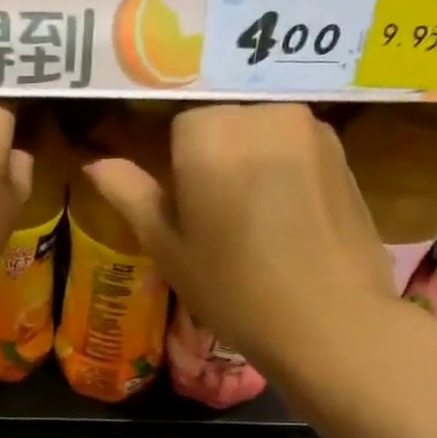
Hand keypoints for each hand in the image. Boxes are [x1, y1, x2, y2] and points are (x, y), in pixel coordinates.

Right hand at [83, 104, 410, 391]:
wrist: (330, 322)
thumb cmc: (233, 288)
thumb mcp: (167, 247)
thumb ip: (129, 195)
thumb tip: (94, 163)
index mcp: (210, 134)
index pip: (179, 129)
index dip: (177, 171)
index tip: (187, 214)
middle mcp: (262, 115)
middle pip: (221, 125)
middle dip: (214, 160)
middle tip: (218, 222)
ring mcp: (310, 129)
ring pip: (259, 133)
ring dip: (250, 163)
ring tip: (257, 222)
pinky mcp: (342, 151)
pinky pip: (294, 147)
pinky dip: (284, 170)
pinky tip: (290, 220)